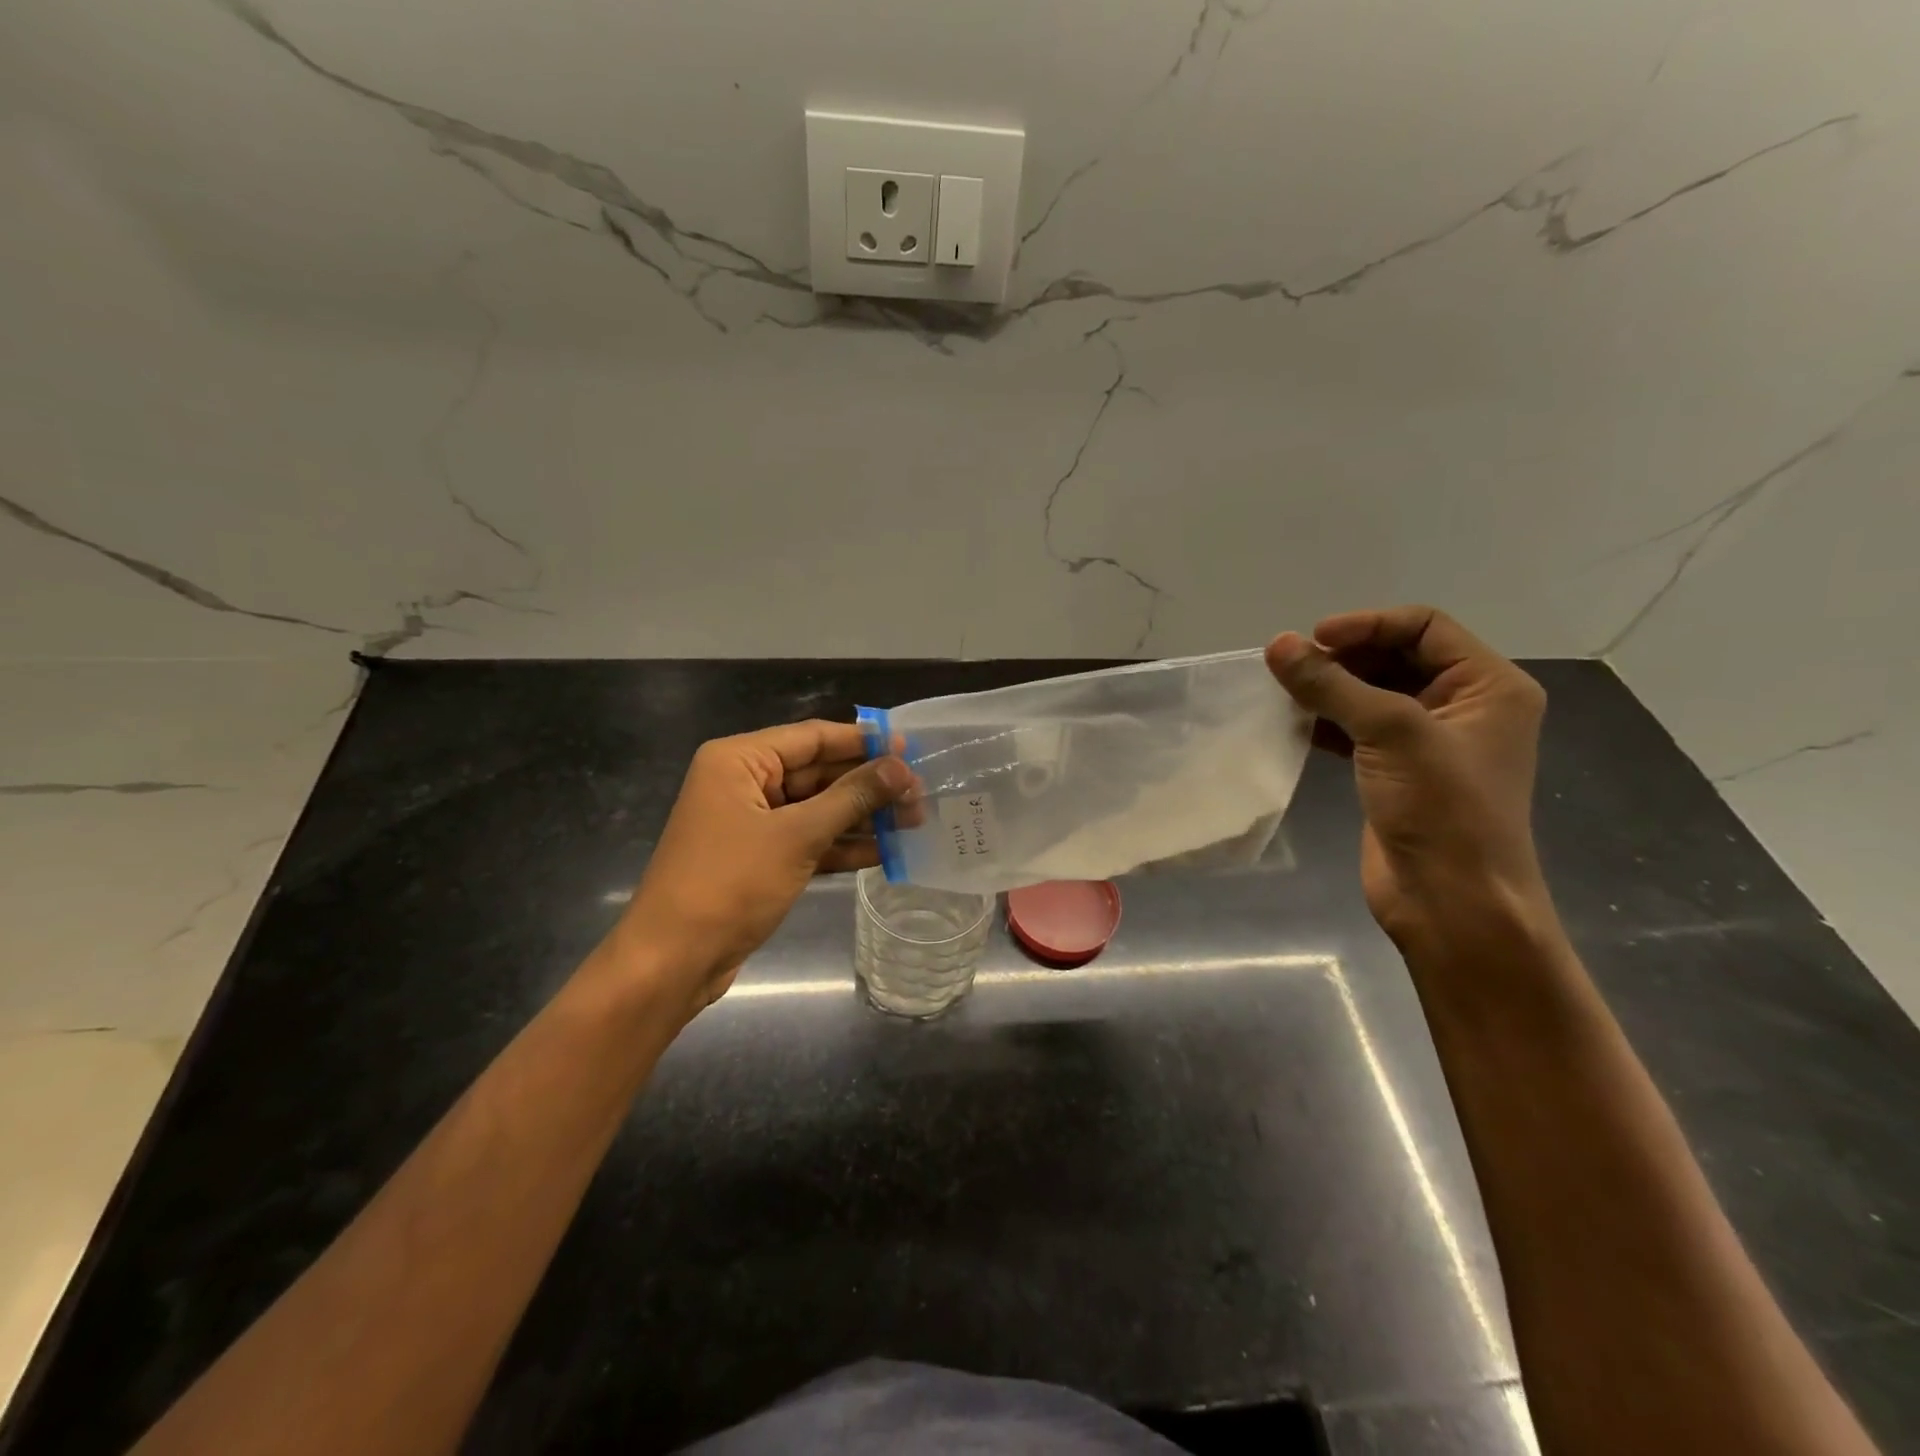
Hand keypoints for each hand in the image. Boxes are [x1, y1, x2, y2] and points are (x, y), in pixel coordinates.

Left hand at [605, 721, 912, 1019]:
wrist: (674, 961)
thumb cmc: (730, 883)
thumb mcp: (797, 835)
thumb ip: (852, 797)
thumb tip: (901, 767)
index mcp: (739, 761)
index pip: (812, 737)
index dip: (863, 741)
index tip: (909, 746)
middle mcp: (745, 783)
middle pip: (818, 773)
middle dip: (868, 785)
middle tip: (921, 792)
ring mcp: (752, 823)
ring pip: (818, 809)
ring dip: (863, 817)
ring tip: (915, 821)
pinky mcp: (761, 859)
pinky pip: (810, 840)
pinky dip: (843, 845)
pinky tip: (887, 851)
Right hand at [1266, 606, 1548, 948]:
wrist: (1451, 902)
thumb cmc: (1442, 809)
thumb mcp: (1391, 734)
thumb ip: (1332, 685)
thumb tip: (1277, 644)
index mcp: (1487, 686)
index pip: (1424, 627)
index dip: (1367, 625)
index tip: (1312, 640)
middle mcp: (1462, 706)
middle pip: (1395, 657)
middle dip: (1343, 657)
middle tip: (1290, 667)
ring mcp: (1427, 741)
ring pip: (1371, 694)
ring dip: (1329, 689)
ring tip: (1284, 692)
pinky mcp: (1395, 771)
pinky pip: (1356, 729)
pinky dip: (1325, 721)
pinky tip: (1292, 724)